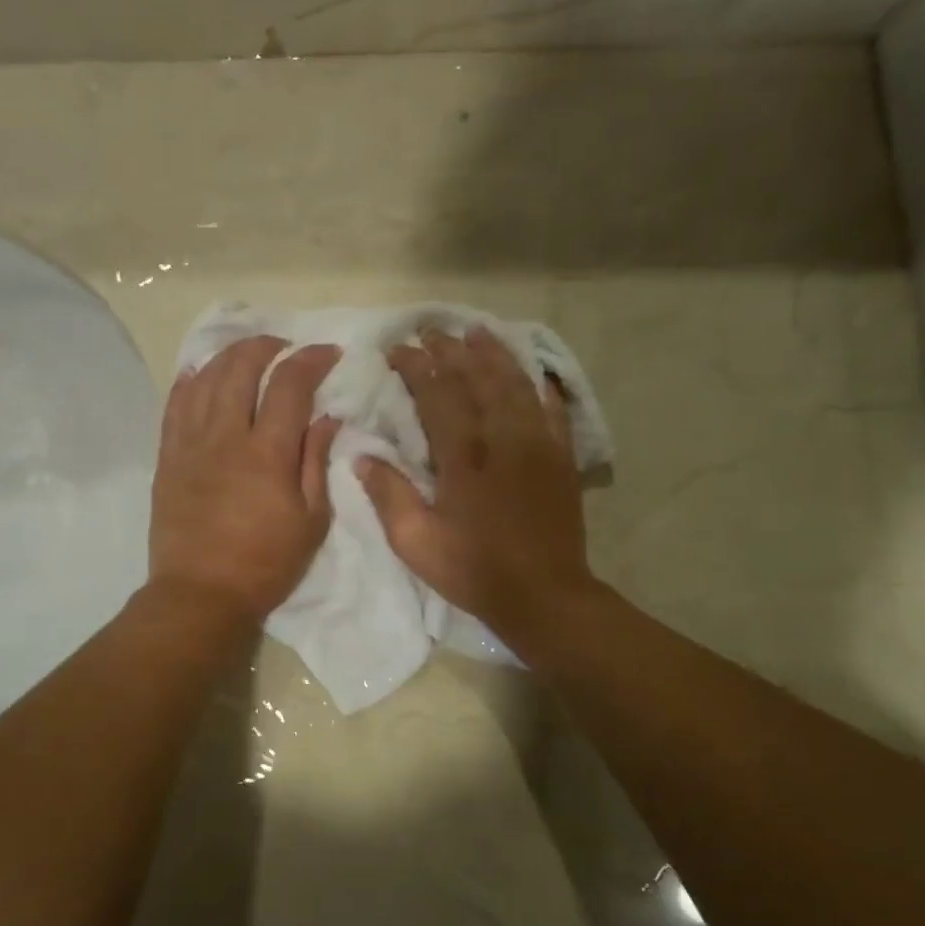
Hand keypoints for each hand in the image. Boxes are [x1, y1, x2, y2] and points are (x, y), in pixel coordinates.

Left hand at [150, 336, 341, 621]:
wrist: (200, 594)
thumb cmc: (265, 564)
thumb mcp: (310, 521)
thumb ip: (316, 462)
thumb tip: (327, 417)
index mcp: (267, 453)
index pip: (290, 386)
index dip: (311, 360)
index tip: (328, 353)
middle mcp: (225, 437)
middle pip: (241, 369)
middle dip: (266, 347)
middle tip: (284, 348)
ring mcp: (190, 445)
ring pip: (205, 380)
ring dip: (228, 356)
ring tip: (246, 353)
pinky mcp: (167, 458)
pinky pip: (174, 406)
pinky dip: (188, 382)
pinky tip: (198, 372)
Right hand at [358, 328, 594, 647]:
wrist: (544, 595)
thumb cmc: (474, 570)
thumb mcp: (416, 542)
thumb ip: (389, 495)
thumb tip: (363, 457)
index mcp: (465, 456)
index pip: (438, 394)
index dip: (417, 366)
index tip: (398, 348)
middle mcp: (504, 437)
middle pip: (477, 378)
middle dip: (452, 350)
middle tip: (431, 330)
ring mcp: (538, 444)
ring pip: (515, 383)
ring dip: (494, 354)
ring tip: (476, 332)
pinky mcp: (561, 457)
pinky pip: (552, 408)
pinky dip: (538, 384)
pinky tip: (530, 371)